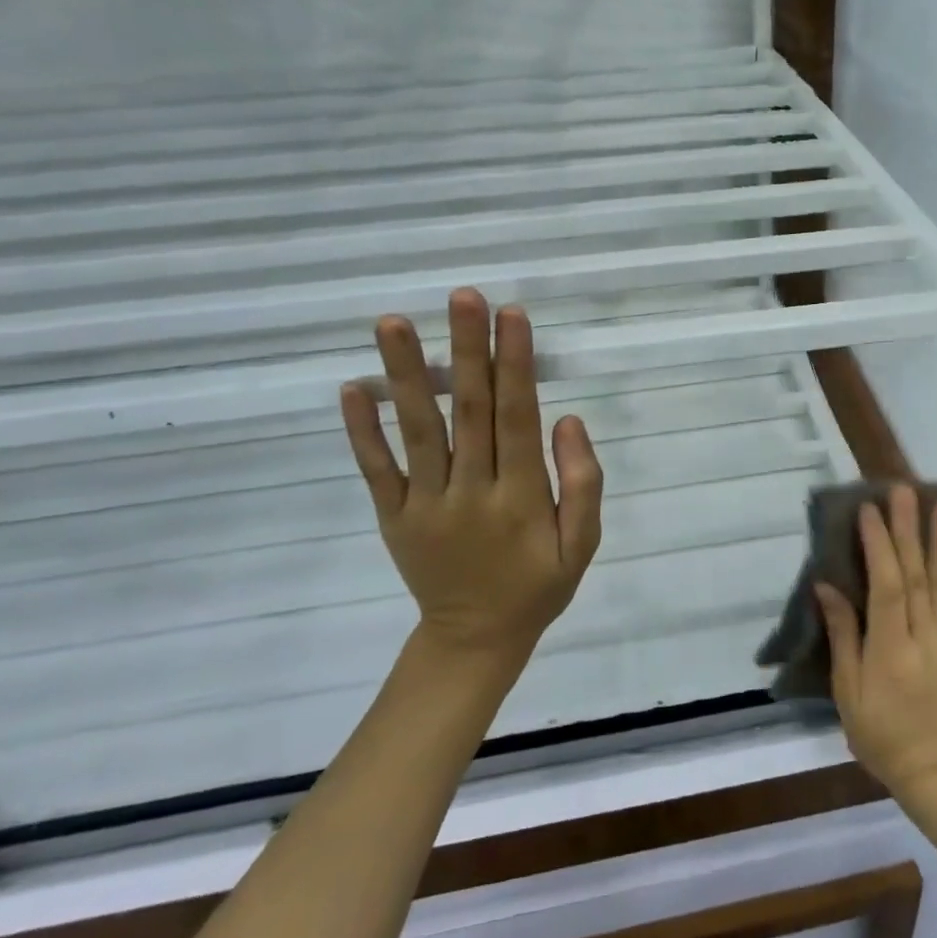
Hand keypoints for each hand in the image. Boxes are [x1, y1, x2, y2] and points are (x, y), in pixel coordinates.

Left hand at [339, 289, 603, 664]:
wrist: (473, 641)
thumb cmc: (537, 586)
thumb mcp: (582, 546)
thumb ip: (582, 484)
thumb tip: (568, 422)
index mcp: (520, 498)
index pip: (518, 418)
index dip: (515, 365)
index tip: (511, 315)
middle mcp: (470, 493)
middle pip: (470, 412)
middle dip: (467, 350)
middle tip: (462, 297)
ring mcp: (425, 504)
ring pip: (418, 431)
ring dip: (406, 374)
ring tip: (392, 323)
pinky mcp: (393, 516)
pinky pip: (376, 470)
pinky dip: (363, 430)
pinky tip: (354, 387)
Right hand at [815, 486, 936, 795]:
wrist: (930, 764)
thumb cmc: (877, 730)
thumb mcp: (847, 689)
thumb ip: (842, 633)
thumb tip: (826, 585)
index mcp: (892, 649)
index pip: (887, 588)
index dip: (879, 546)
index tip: (868, 510)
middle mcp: (924, 635)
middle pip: (916, 574)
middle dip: (908, 529)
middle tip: (903, 491)